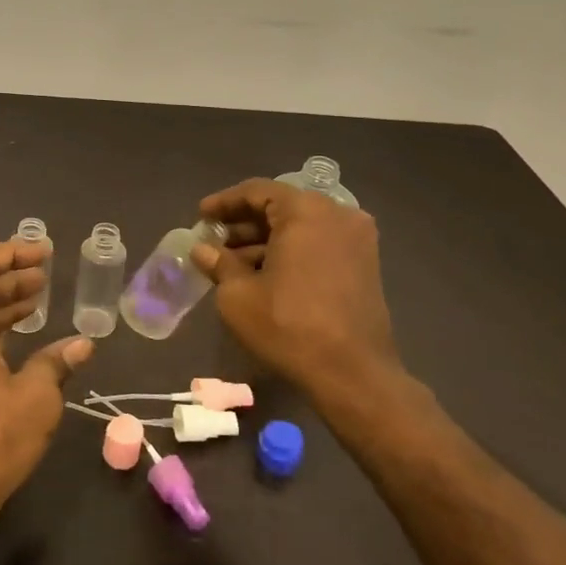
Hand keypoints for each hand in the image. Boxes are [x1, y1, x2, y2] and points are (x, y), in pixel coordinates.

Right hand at [192, 178, 408, 403]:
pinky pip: (318, 244)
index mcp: (306, 211)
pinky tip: (263, 275)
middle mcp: (337, 214)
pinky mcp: (365, 265)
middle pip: (281, 207)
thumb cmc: (288, 325)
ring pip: (300, 227)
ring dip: (265, 240)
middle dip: (244, 224)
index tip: (200, 217)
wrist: (352, 373)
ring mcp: (357, 240)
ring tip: (232, 264)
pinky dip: (290, 252)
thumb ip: (218, 263)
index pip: (257, 191)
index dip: (223, 203)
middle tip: (213, 242)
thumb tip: (203, 250)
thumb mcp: (238, 295)